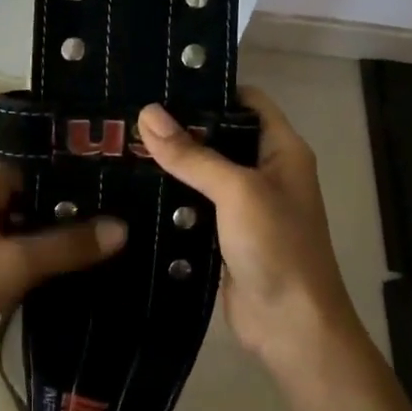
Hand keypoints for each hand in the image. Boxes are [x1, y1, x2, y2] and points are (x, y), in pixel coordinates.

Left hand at [0, 166, 125, 385]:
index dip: (76, 179)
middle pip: (36, 200)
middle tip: (125, 219)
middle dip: (74, 212)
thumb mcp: (16, 263)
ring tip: (112, 244)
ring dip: (61, 240)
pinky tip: (81, 272)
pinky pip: (20, 256)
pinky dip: (45, 262)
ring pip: (29, 230)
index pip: (38, 169)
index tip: (119, 190)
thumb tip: (123, 228)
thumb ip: (69, 245)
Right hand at [138, 90, 361, 372]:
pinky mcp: (223, 234)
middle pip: (220, 135)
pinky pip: (194, 206)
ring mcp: (244, 205)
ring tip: (120, 144)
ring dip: (171, 163)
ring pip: (203, 172)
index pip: (247, 100)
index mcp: (281, 149)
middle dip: (180, 126)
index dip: (211, 88)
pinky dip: (169, 197)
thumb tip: (147, 113)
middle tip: (128, 114)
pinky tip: (131, 188)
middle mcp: (265, 171)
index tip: (162, 83)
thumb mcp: (237, 191)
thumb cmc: (277, 247)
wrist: (291, 327)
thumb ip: (192, 154)